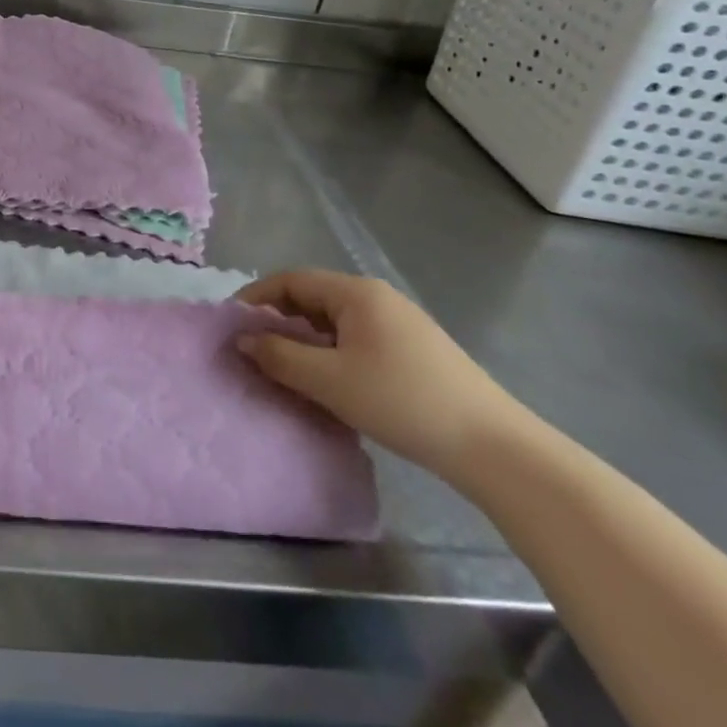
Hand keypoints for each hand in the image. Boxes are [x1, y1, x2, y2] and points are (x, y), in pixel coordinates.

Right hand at [234, 270, 532, 482]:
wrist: (493, 447)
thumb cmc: (401, 401)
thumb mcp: (329, 380)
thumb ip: (280, 356)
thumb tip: (243, 339)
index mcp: (356, 293)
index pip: (292, 280)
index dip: (257, 297)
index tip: (233, 324)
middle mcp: (377, 298)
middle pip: (313, 297)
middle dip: (280, 319)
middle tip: (256, 350)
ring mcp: (400, 323)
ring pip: (336, 321)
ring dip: (306, 339)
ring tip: (287, 369)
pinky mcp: (415, 350)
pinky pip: (357, 338)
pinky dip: (332, 352)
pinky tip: (330, 382)